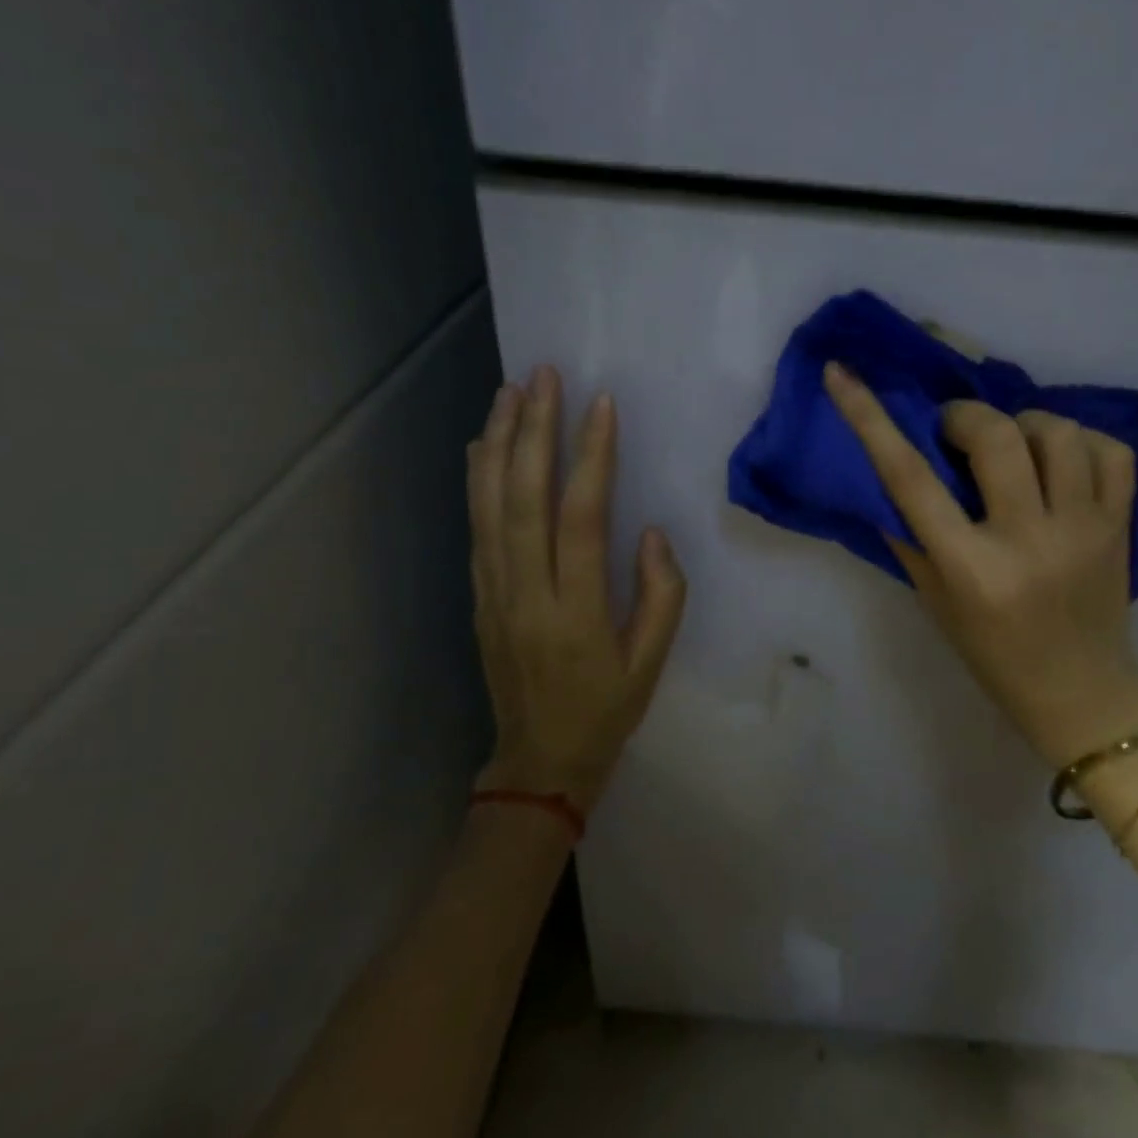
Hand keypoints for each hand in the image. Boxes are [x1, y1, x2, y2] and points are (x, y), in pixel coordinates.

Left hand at [467, 367, 686, 809]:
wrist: (539, 760)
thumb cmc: (607, 709)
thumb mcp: (652, 662)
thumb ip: (661, 594)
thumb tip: (650, 532)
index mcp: (576, 611)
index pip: (581, 519)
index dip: (591, 458)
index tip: (601, 405)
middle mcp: (526, 593)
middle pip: (523, 499)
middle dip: (533, 432)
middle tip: (542, 377)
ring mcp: (494, 593)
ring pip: (490, 507)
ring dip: (498, 444)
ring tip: (510, 392)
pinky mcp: (479, 597)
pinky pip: (476, 529)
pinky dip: (477, 482)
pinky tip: (484, 446)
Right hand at [824, 362, 1137, 770]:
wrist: (1080, 692)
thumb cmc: (992, 654)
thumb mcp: (935, 600)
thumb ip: (909, 534)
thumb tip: (885, 471)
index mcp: (970, 568)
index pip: (909, 478)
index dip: (869, 417)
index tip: (843, 373)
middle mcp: (1028, 540)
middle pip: (995, 435)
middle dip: (965, 416)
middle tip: (955, 430)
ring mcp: (1084, 529)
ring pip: (1058, 432)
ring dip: (1024, 423)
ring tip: (1014, 444)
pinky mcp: (1122, 525)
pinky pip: (1112, 452)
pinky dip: (1082, 440)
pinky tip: (1062, 458)